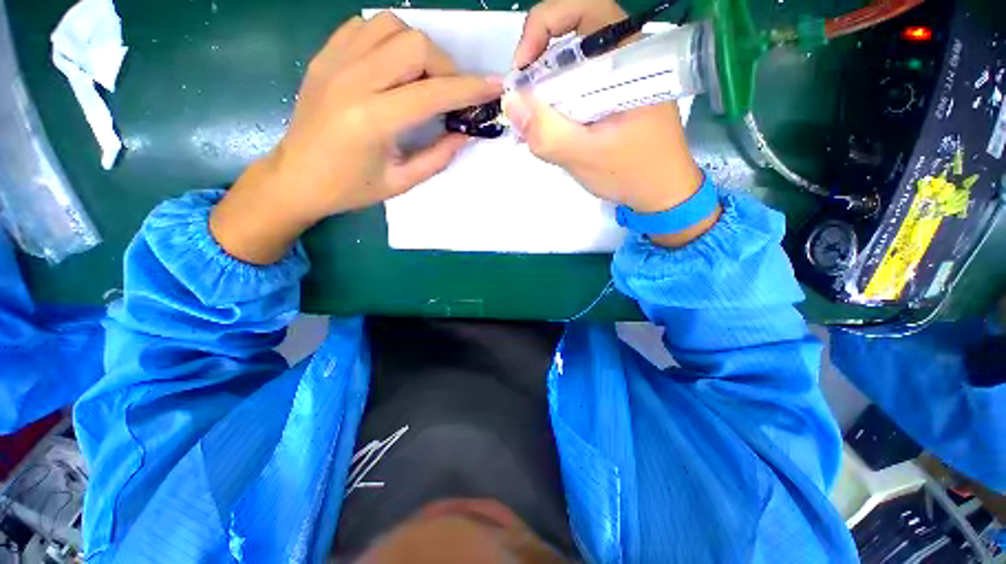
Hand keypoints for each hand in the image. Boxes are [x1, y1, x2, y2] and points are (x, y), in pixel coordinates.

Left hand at [211, 12, 501, 263]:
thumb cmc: (351, 188)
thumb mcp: (402, 182)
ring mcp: (334, 61)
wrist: (296, 177)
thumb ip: (438, 156)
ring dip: (418, 49)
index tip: (494, 86)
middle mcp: (353, 80)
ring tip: (422, 79)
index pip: (433, 92)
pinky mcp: (324, 55)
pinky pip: (365, 26)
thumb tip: (466, 133)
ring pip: (392, 26)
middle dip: (445, 67)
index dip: (470, 89)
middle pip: (415, 44)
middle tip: (449, 94)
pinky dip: (390, 39)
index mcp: (373, 120)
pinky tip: (394, 66)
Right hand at [505, 0, 716, 246]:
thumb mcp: (586, 157)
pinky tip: (549, 129)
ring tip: (532, 124)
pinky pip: (576, 87)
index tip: (521, 70)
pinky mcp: (611, 96)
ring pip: (571, 65)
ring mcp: (618, 77)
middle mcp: (625, 57)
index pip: (581, 9)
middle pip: (571, 36)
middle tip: (522, 102)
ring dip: (545, 89)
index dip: (542, 27)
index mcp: (628, 57)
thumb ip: (548, 133)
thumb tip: (510, 102)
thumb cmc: (633, 173)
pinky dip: (556, 103)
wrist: (661, 192)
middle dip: (538, 64)